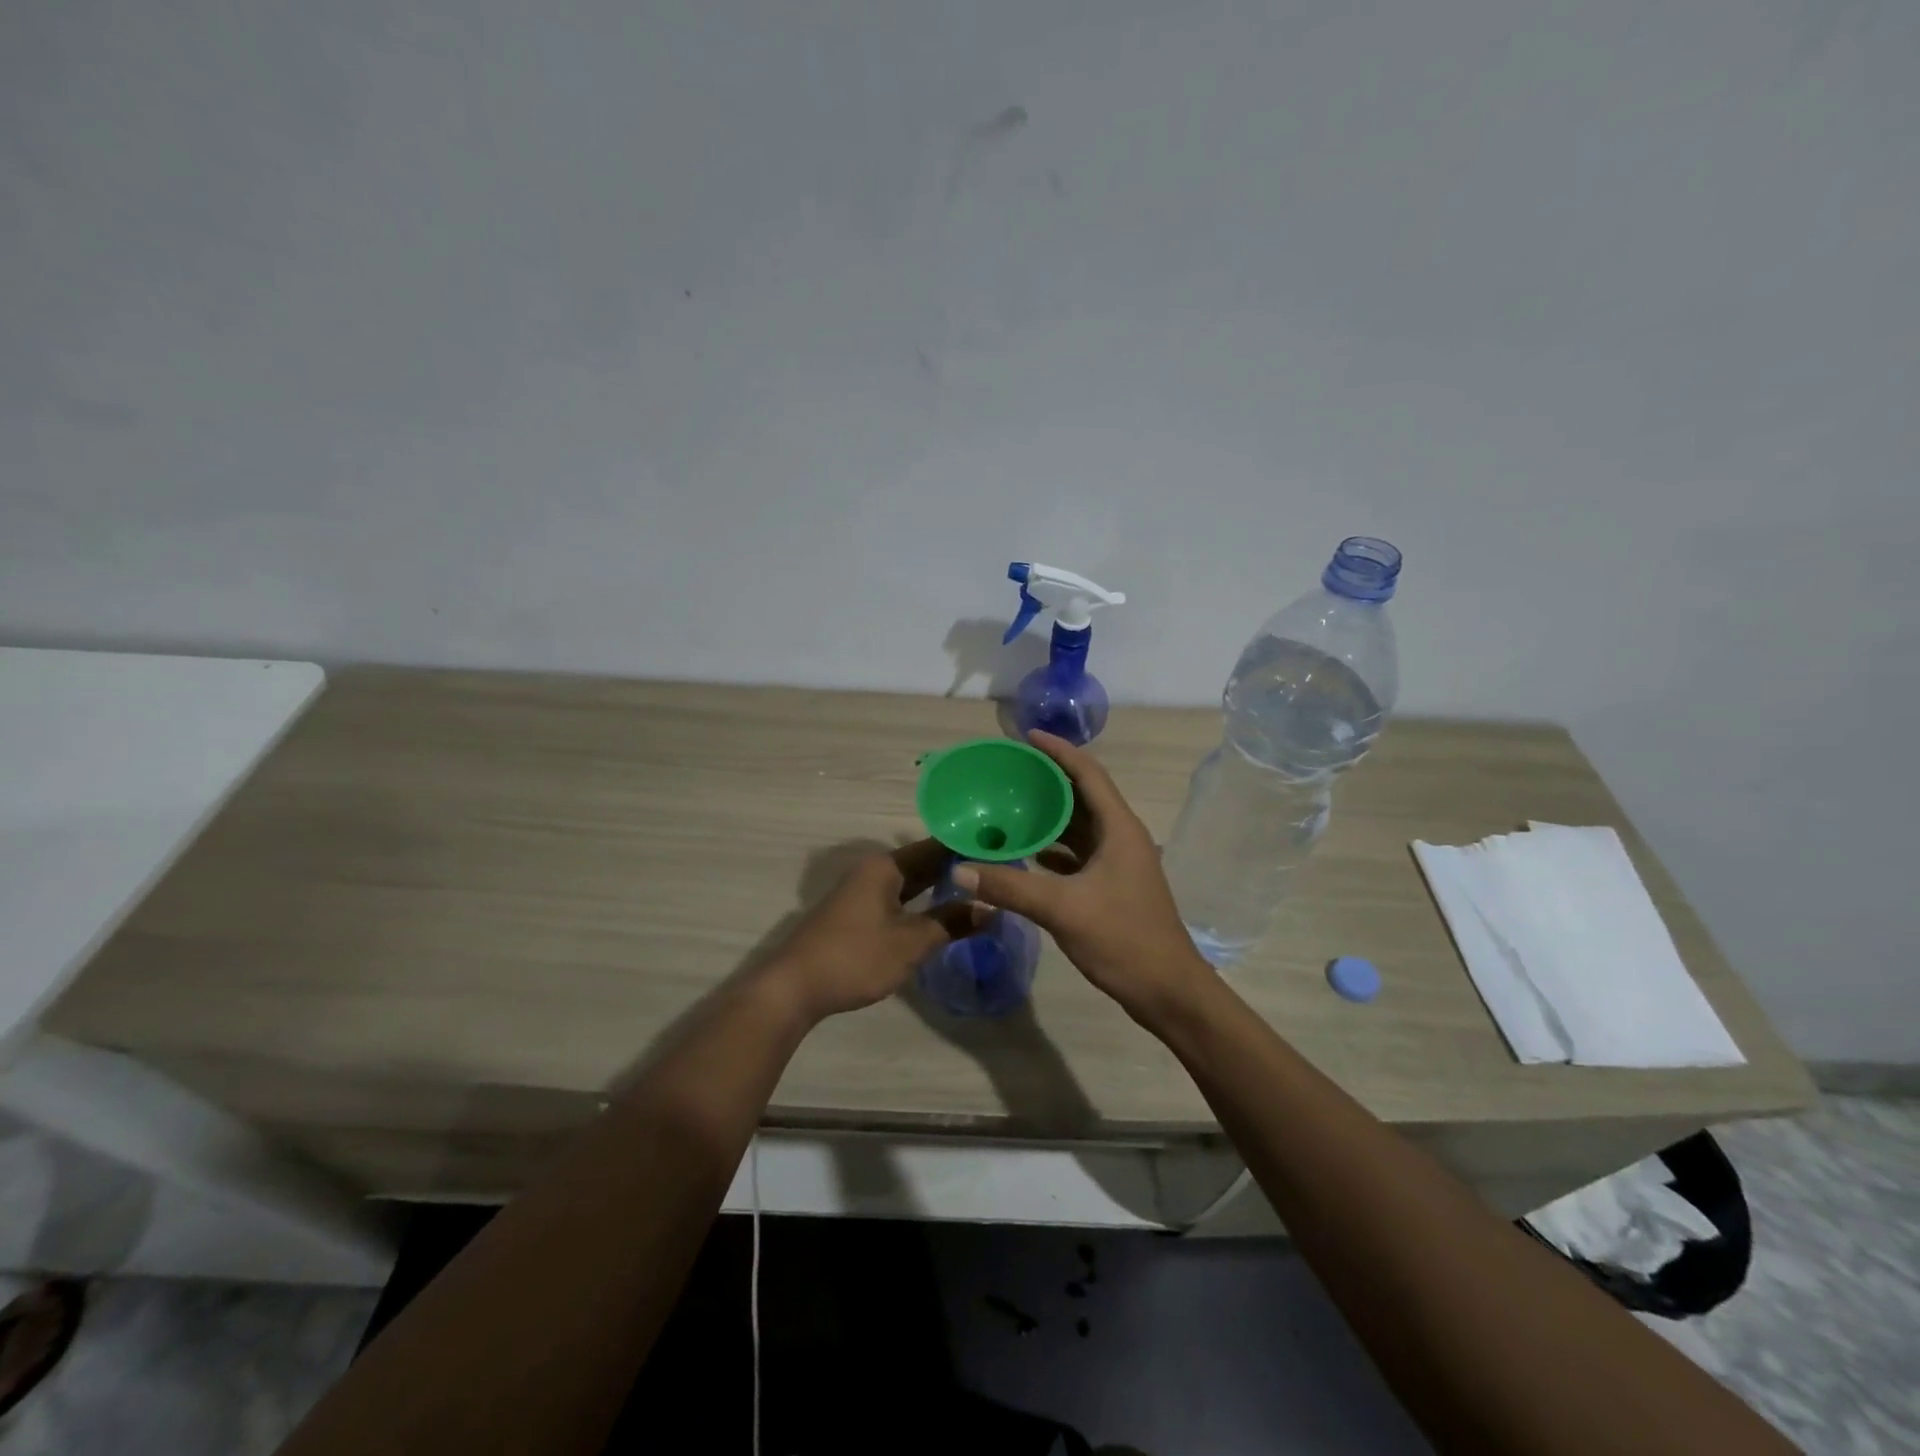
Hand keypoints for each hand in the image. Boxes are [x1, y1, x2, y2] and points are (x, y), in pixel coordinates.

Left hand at [766, 839, 986, 1023]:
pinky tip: (941, 913)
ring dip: (940, 887)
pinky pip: (898, 897)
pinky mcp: (856, 913)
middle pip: (923, 862)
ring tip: (979, 892)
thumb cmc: (855, 957)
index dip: (968, 849)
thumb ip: (951, 922)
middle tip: (998, 875)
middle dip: (958, 869)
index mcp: (886, 866)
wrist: (793, 987)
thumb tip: (990, 908)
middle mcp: (874, 870)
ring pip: (910, 882)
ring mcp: (862, 891)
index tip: (1002, 853)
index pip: (937, 846)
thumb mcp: (911, 942)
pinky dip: (921, 902)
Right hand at [952, 731, 1213, 1023]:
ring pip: (1081, 827)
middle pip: (1083, 796)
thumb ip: (1010, 888)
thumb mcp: (1063, 910)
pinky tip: (1026, 854)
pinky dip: (1053, 848)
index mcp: (1119, 829)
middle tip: (1010, 771)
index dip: (1059, 751)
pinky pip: (1079, 854)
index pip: (1088, 774)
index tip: (1027, 736)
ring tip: (1012, 806)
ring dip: (1050, 815)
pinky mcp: (1113, 886)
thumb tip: (960, 870)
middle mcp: (1122, 837)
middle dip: (1049, 780)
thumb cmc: (1123, 940)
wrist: (1168, 991)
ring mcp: (1119, 863)